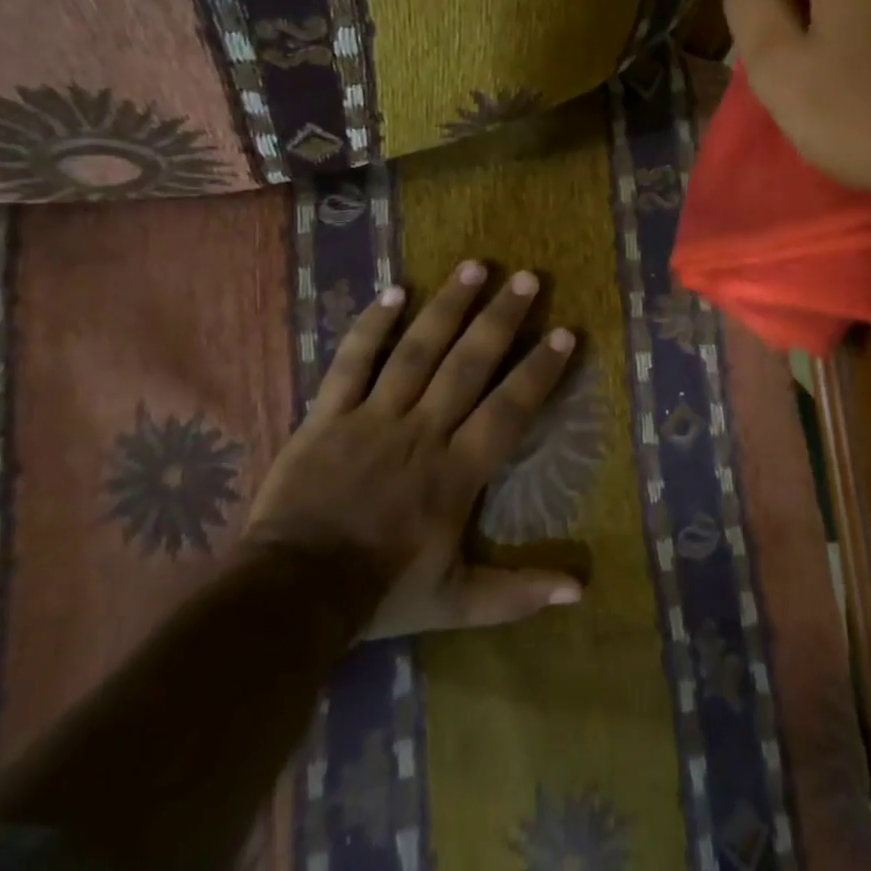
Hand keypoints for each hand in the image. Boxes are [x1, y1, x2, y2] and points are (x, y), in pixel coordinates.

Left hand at [244, 260, 582, 638]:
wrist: (290, 597)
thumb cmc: (380, 594)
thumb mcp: (456, 603)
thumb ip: (516, 594)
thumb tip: (580, 592)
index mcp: (456, 472)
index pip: (508, 410)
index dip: (539, 371)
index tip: (565, 332)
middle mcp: (422, 432)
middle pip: (467, 365)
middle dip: (500, 319)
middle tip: (527, 279)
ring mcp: (373, 418)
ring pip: (417, 351)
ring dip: (448, 307)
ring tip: (475, 267)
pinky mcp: (329, 415)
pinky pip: (353, 362)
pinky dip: (372, 326)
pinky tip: (396, 291)